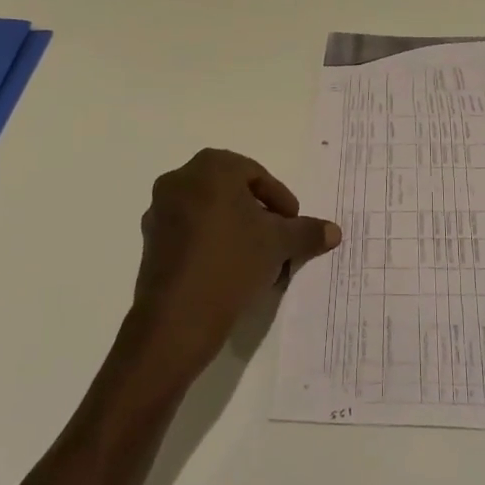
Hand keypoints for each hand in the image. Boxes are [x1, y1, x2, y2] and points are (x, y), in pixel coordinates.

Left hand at [130, 149, 340, 376]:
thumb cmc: (232, 262)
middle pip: (231, 191)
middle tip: (278, 238)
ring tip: (257, 258)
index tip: (293, 225)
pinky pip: (190, 232)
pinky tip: (229, 270)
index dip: (280, 199)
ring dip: (235, 228)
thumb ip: (306, 231)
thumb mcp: (278, 244)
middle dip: (258, 213)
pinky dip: (212, 243)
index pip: (256, 174)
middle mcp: (180, 180)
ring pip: (209, 211)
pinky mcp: (151, 241)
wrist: (178, 317)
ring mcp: (160, 211)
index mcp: (210, 167)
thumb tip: (334, 231)